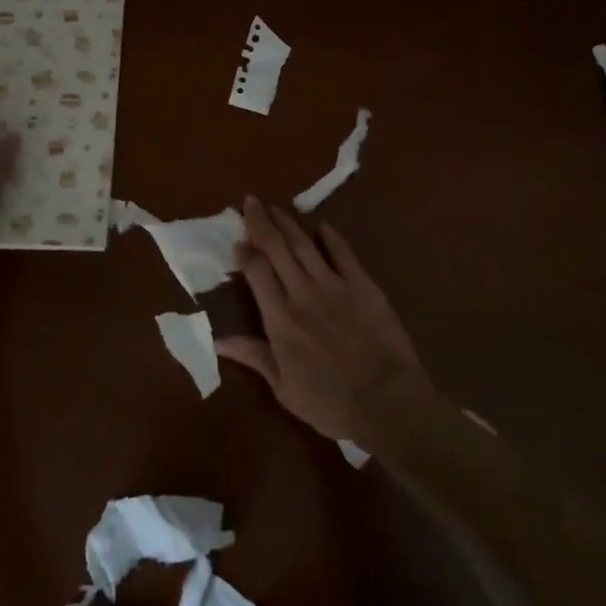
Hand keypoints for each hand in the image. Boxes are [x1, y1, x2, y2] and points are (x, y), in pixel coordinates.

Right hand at [215, 197, 438, 446]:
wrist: (386, 402)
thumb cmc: (331, 404)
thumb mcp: (284, 388)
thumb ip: (254, 356)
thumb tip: (218, 339)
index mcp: (279, 319)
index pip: (256, 272)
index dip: (245, 252)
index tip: (237, 239)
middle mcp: (302, 293)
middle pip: (276, 248)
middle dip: (261, 222)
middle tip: (250, 201)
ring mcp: (334, 285)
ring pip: (305, 245)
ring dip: (288, 223)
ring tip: (276, 207)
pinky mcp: (363, 284)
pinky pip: (343, 253)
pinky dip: (331, 237)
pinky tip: (322, 225)